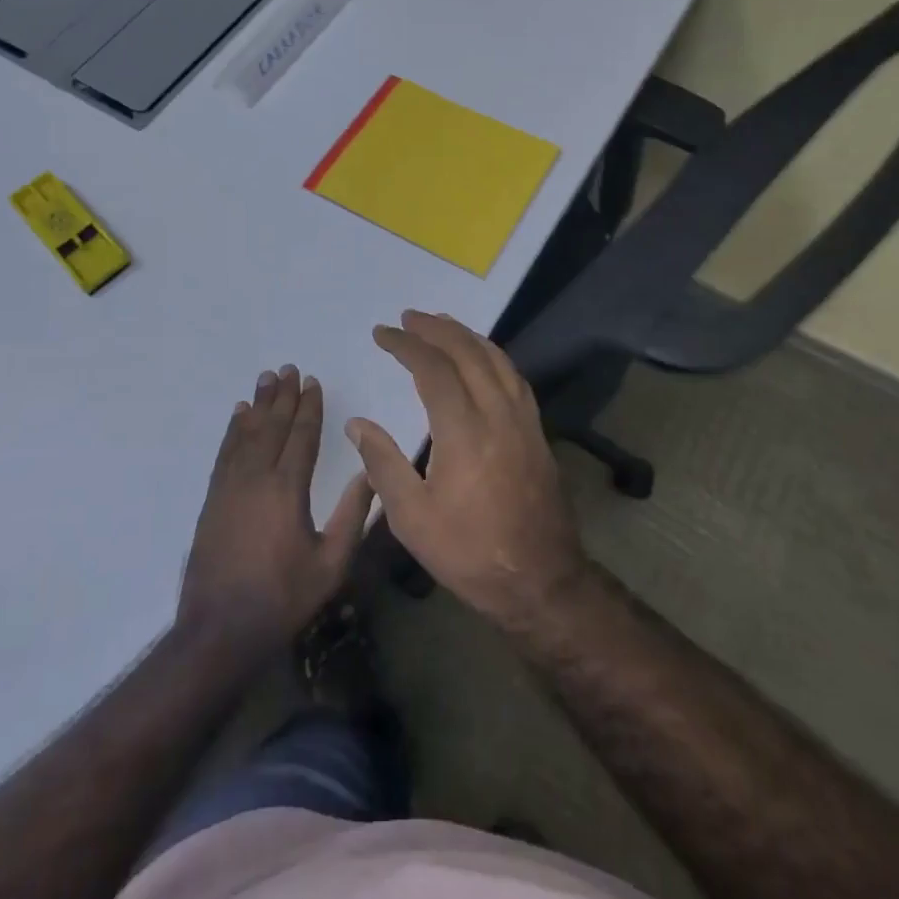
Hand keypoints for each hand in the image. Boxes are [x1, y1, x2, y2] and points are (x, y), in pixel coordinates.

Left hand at [178, 366, 375, 655]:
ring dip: (258, 405)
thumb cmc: (282, 598)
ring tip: (266, 379)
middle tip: (289, 368)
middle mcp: (256, 477)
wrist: (219, 629)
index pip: (301, 436)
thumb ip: (352, 516)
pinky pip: (225, 452)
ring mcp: (230, 487)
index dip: (309, 407)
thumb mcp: (331, 564)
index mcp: (287, 489)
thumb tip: (369, 473)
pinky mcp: (213, 499)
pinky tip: (238, 416)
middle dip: (283, 396)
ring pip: (246, 434)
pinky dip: (233, 430)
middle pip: (272, 426)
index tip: (313, 382)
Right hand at [347, 312, 588, 627]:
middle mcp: (497, 414)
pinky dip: (493, 355)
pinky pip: (514, 377)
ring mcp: (523, 421)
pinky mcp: (537, 432)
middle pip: (467, 352)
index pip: (433, 369)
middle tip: (408, 317)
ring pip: (496, 359)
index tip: (382, 334)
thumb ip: (383, 464)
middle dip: (436, 329)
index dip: (406, 345)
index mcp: (464, 432)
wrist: (541, 581)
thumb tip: (357, 425)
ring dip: (466, 336)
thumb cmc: (470, 553)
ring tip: (441, 324)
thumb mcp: (412, 519)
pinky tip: (482, 357)